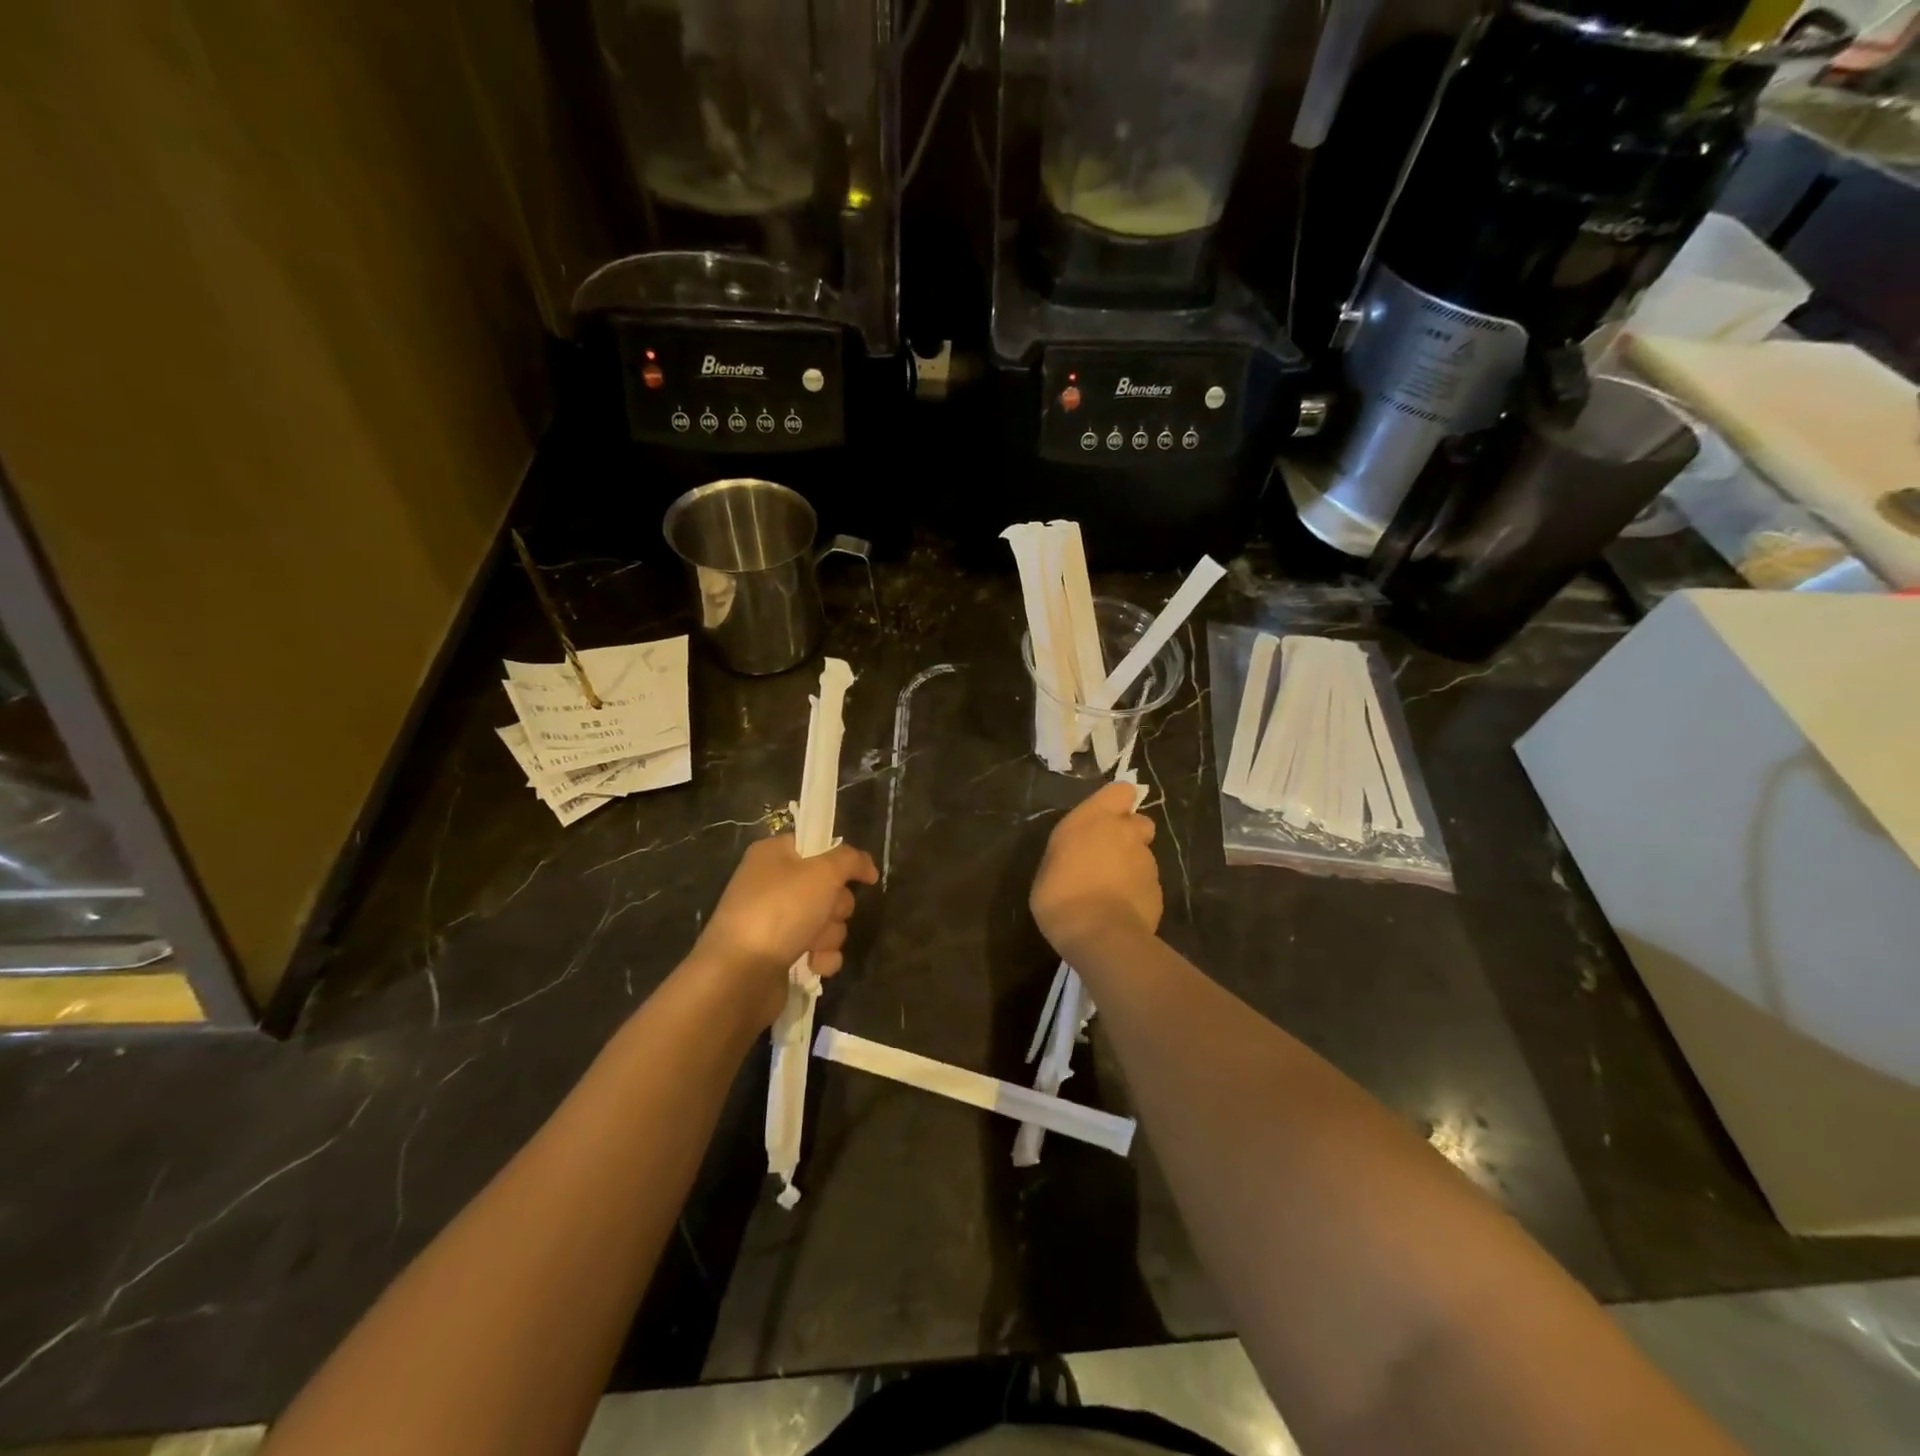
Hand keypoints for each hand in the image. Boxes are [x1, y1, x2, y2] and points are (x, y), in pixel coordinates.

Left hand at [693, 835, 878, 1023]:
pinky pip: (817, 949)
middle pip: (828, 887)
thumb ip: (850, 860)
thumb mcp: (822, 872)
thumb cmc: (780, 911)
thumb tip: (867, 866)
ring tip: (812, 946)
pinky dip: (821, 957)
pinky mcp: (781, 954)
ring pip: (827, 921)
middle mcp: (773, 884)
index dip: (840, 860)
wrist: (740, 974)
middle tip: (825, 913)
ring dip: (828, 935)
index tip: (860, 875)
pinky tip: (813, 965)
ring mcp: (776, 921)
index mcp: (774, 855)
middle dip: (835, 906)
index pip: (817, 845)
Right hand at [1031, 781, 1161, 960]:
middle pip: (1139, 822)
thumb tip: (1081, 855)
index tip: (1103, 819)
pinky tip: (1120, 910)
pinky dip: (1137, 892)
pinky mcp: (1158, 890)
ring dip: (1131, 866)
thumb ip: (1071, 851)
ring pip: (1143, 855)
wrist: (1099, 934)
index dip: (1116, 803)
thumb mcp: (1050, 866)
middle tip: (1108, 855)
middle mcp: (1126, 833)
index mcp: (1095, 818)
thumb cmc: (1060, 895)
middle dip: (1129, 834)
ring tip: (1111, 891)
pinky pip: (1147, 884)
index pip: (1121, 791)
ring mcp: (1146, 861)